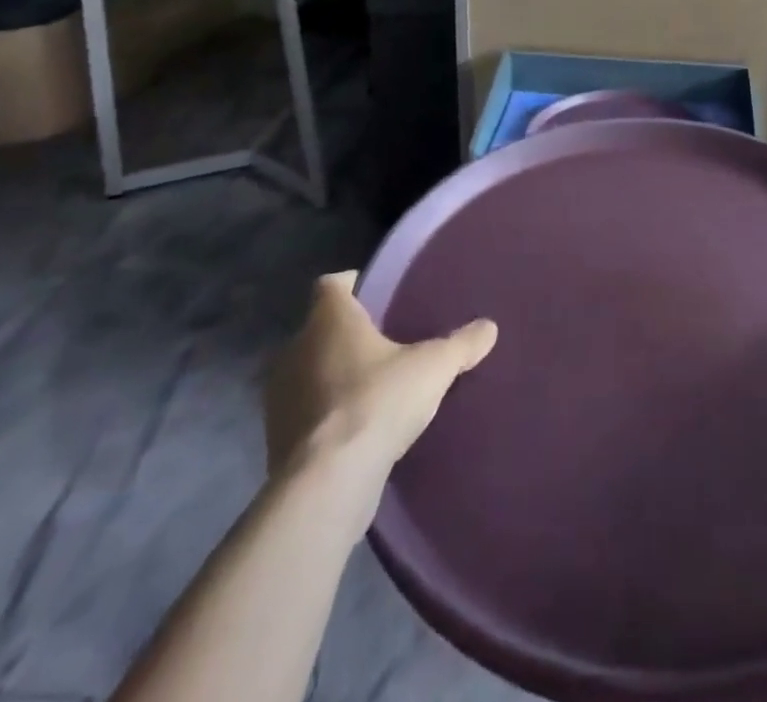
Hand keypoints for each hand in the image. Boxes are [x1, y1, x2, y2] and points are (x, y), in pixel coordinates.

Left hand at [264, 273, 496, 477]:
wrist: (327, 483)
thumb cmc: (378, 401)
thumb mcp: (435, 367)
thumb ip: (462, 344)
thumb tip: (490, 327)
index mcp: (329, 320)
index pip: (332, 284)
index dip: (354, 284)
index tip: (380, 294)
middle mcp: (295, 349)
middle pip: (321, 329)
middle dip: (349, 334)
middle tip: (387, 341)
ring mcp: (278, 398)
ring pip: (310, 371)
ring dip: (334, 376)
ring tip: (374, 386)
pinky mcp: (276, 440)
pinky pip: (305, 412)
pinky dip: (326, 414)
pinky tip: (357, 426)